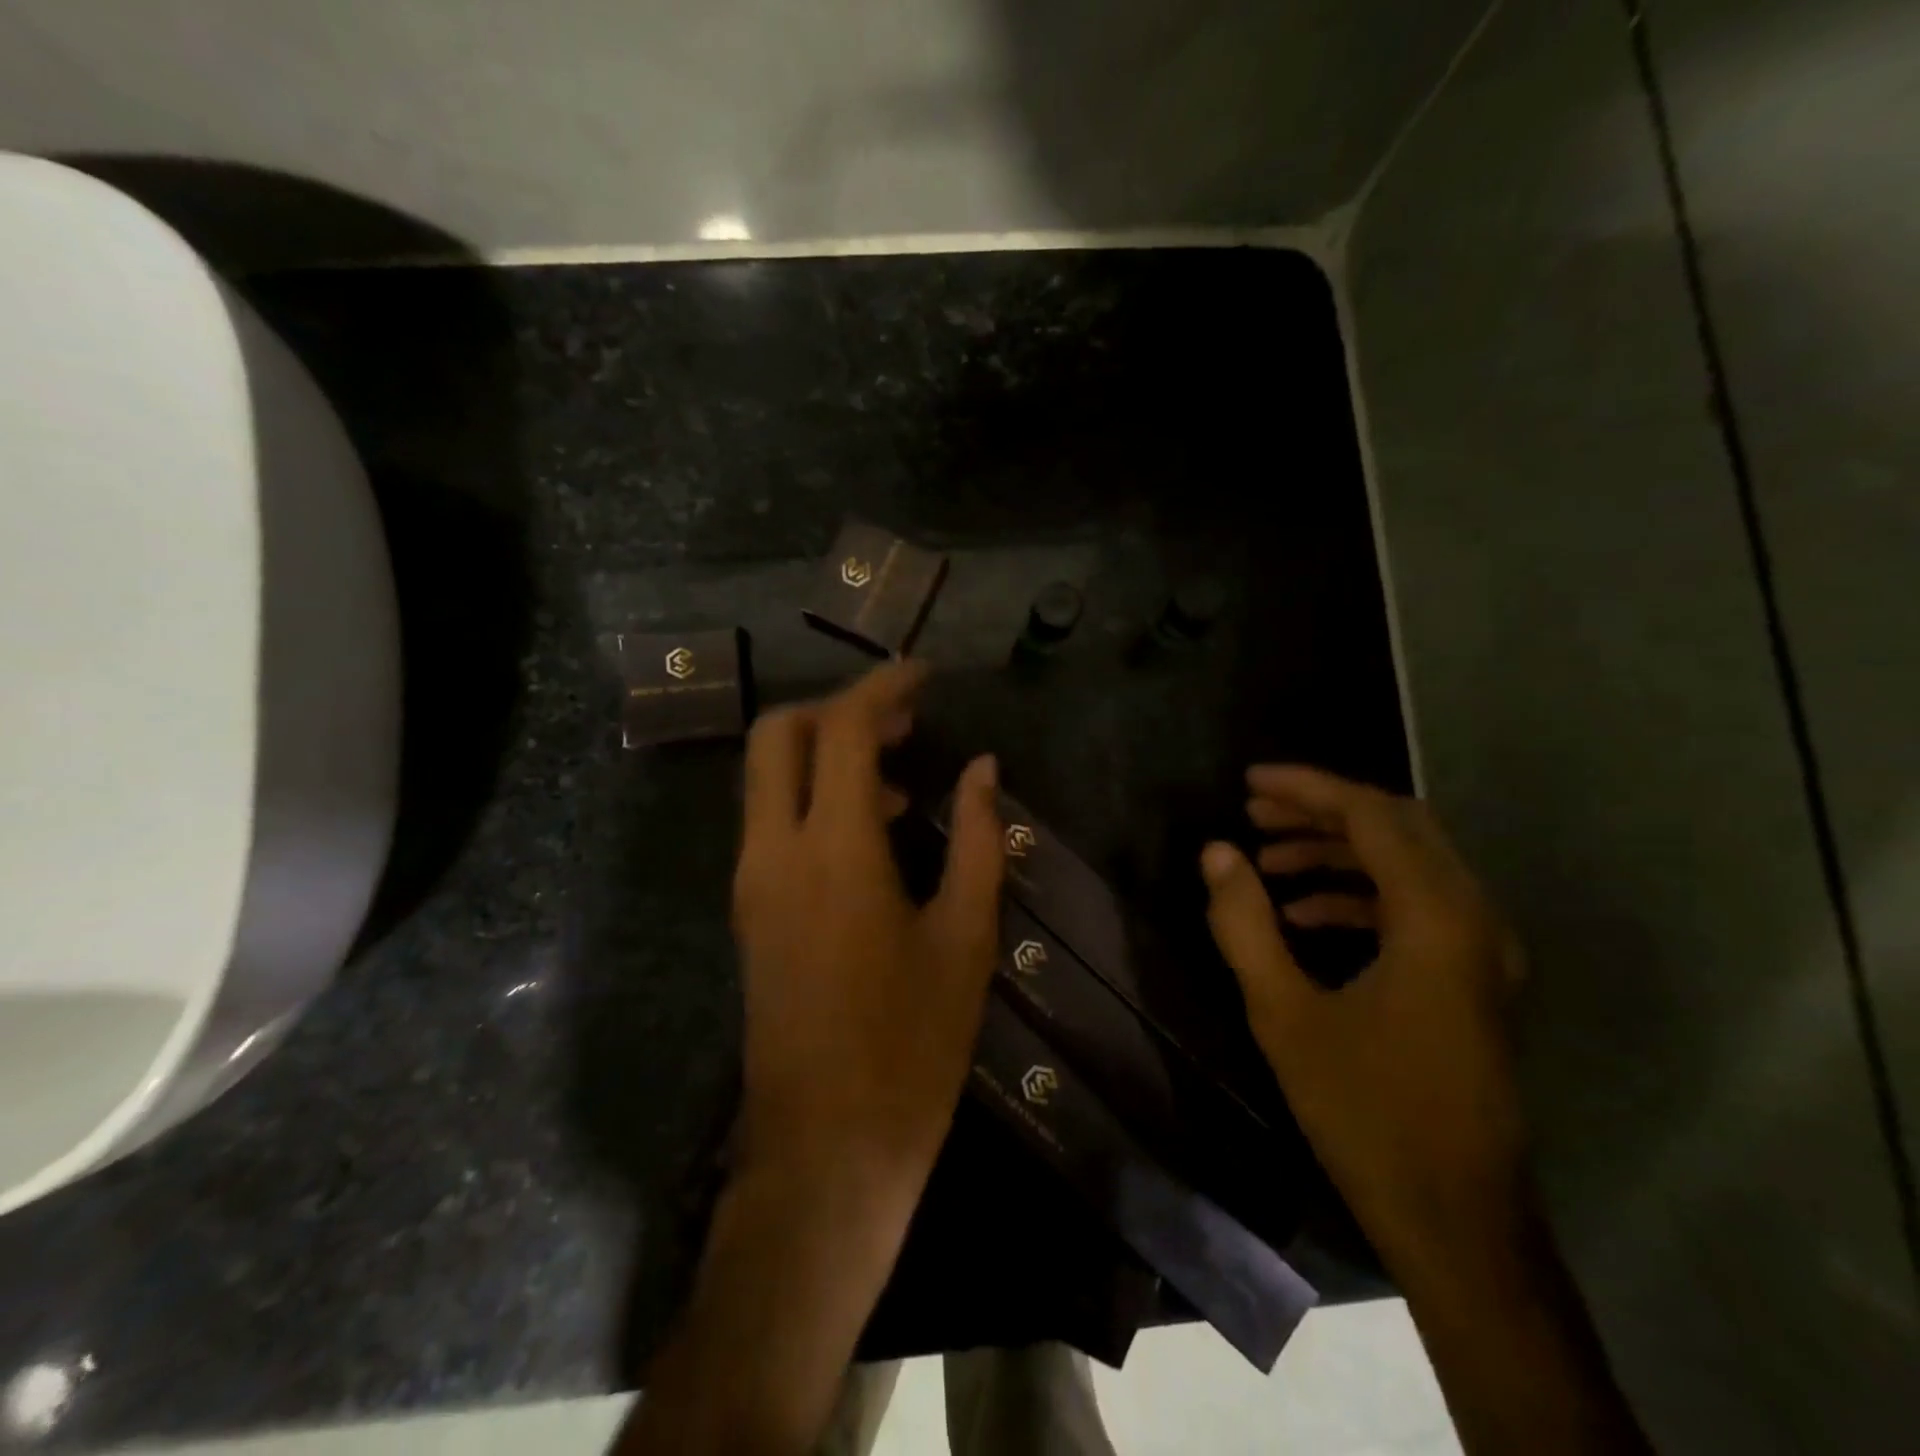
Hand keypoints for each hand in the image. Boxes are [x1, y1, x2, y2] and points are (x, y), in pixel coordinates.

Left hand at [731, 660, 1005, 1197]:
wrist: (825, 1149)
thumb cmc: (911, 1047)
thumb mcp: (966, 939)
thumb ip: (979, 841)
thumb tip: (983, 769)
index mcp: (835, 851)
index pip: (844, 731)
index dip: (884, 688)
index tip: (925, 674)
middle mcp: (775, 851)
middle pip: (779, 734)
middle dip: (838, 707)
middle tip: (903, 719)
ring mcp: (751, 881)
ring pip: (768, 775)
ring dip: (827, 752)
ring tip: (902, 774)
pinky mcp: (749, 909)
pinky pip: (771, 819)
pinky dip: (815, 795)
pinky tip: (874, 829)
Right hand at [1200, 765, 1528, 1268]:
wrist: (1457, 1219)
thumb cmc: (1365, 1112)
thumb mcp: (1284, 1014)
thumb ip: (1244, 923)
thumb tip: (1217, 853)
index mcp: (1436, 920)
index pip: (1372, 816)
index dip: (1308, 788)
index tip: (1249, 782)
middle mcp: (1474, 920)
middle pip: (1398, 827)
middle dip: (1321, 810)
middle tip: (1254, 810)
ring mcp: (1482, 951)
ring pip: (1408, 863)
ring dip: (1337, 850)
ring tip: (1266, 858)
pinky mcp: (1473, 978)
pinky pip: (1415, 905)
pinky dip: (1358, 892)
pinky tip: (1302, 915)